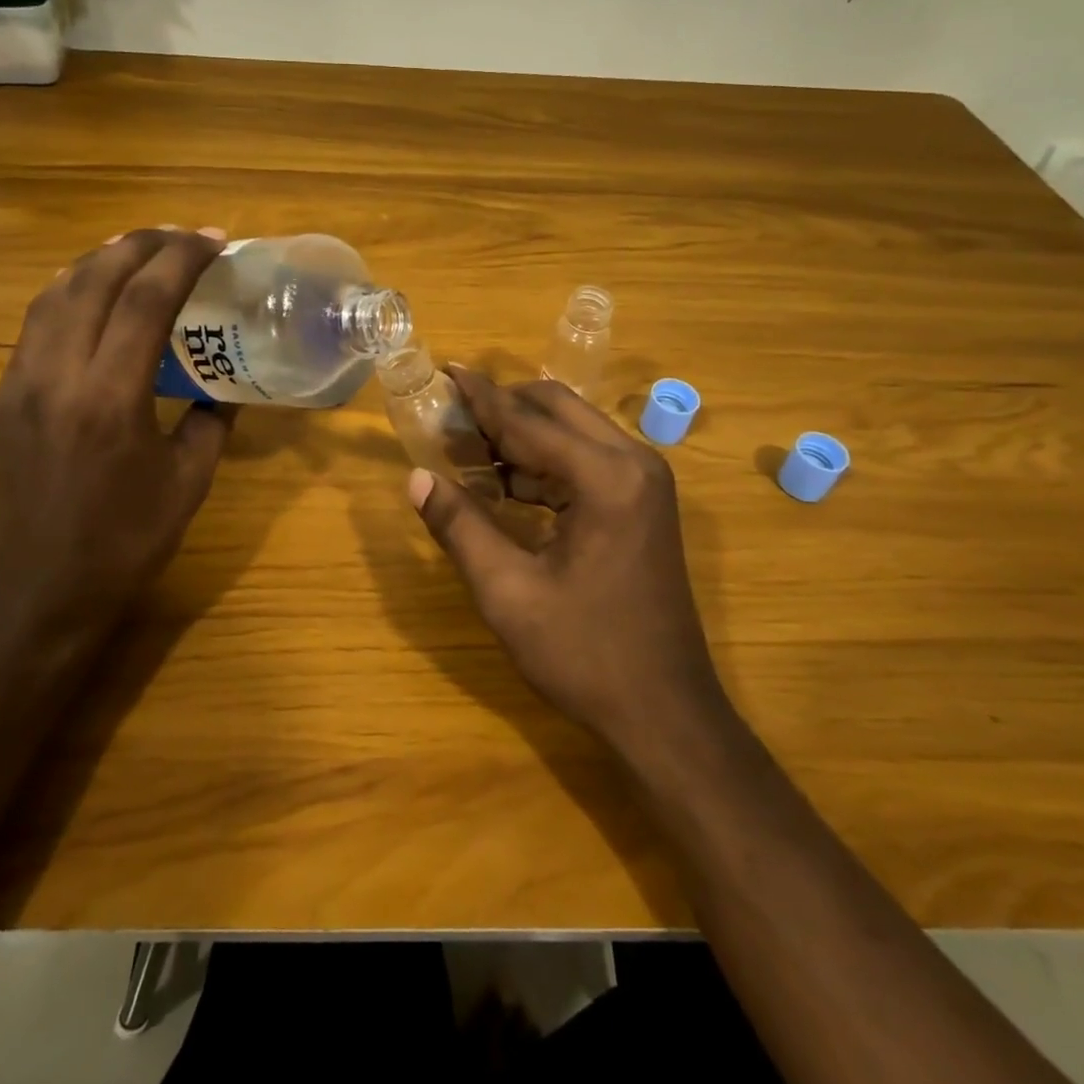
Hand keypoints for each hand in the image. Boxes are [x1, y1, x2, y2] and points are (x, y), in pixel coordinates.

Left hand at [0, 227, 234, 652]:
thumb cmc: (127, 543)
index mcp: (110, 399)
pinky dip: (66, 297)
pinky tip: (90, 300)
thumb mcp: (190, 483)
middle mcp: (55, 379)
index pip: (145, 301)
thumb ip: (210, 423)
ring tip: (133, 250)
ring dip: (97, 262)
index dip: (181, 260)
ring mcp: (16, 388)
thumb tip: (220, 387)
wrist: (40, 594)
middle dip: (139, 244)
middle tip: (178, 236)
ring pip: (52, 296)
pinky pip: (32, 331)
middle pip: (92, 281)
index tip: (212, 241)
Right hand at [408, 368, 726, 752]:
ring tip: (467, 451)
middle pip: (557, 409)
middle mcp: (634, 463)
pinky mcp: (644, 503)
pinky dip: (544, 464)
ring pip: (573, 433)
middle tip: (451, 419)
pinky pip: (586, 462)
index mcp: (606, 477)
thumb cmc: (585, 654)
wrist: (666, 713)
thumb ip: (460, 527)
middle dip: (503, 408)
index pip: (528, 420)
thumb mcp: (508, 592)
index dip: (481, 398)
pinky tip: (505, 483)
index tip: (445, 371)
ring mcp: (645, 482)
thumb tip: (417, 478)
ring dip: (522, 436)